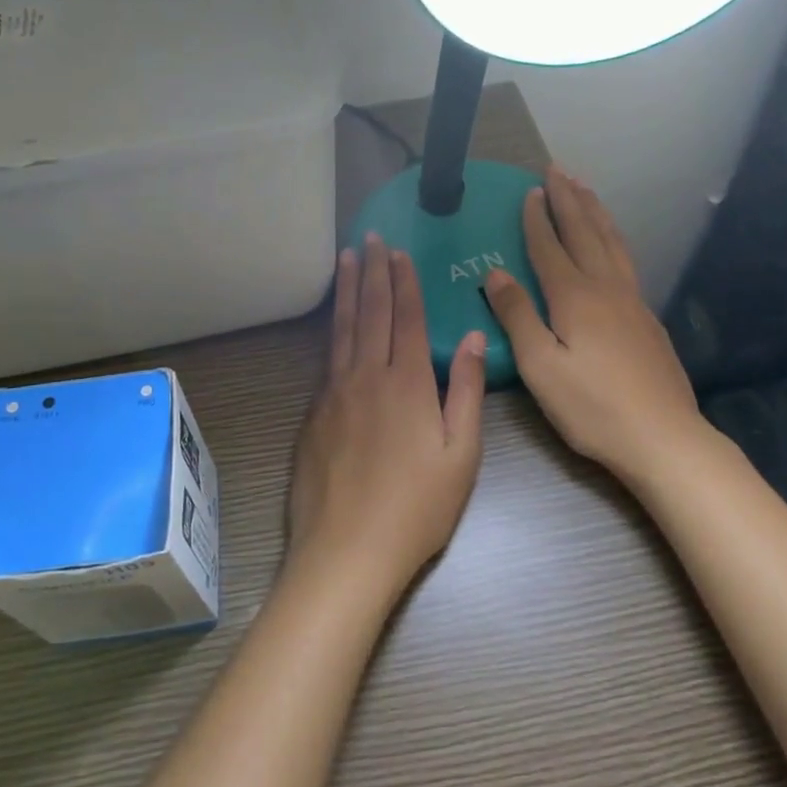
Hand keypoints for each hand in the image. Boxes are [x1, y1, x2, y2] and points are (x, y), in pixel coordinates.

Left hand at [289, 235, 487, 600]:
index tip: (398, 251)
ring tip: (346, 259)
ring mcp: (334, 393)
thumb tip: (472, 337)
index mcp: (407, 383)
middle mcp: (366, 376)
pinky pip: (326, 356)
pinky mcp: (314, 413)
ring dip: (347, 290)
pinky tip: (334, 320)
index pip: (405, 318)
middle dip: (372, 272)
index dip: (403, 282)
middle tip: (368, 238)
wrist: (347, 549)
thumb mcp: (461, 455)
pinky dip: (332, 327)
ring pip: (342, 328)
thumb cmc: (417, 508)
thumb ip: (466, 391)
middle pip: (370, 313)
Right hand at [482, 168, 707, 481]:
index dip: (537, 219)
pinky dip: (614, 238)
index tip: (530, 190)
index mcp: (575, 297)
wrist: (663, 437)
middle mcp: (606, 289)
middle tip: (558, 170)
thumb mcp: (540, 365)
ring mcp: (633, 302)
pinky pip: (626, 261)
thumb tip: (495, 272)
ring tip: (585, 189)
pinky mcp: (647, 319)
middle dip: (569, 200)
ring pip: (612, 243)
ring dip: (595, 213)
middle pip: (586, 234)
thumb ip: (517, 315)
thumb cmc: (591, 406)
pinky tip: (612, 244)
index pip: (550, 248)